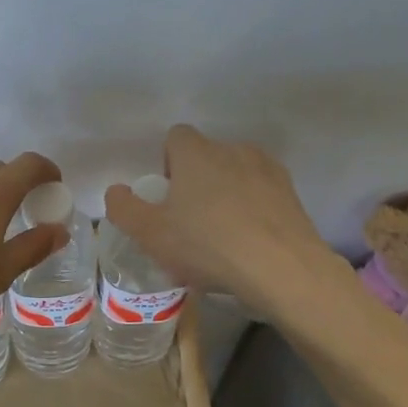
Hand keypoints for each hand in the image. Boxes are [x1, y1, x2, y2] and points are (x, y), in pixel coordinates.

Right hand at [103, 125, 329, 312]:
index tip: (168, 198)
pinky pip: (262, 191)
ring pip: (236, 173)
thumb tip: (116, 191)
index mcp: (196, 153)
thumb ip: (124, 208)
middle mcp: (232, 149)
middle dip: (197, 181)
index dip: (167, 164)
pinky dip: (254, 207)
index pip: (175, 137)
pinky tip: (251, 241)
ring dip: (227, 193)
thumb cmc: (207, 246)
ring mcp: (267, 168)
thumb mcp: (150, 234)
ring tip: (225, 234)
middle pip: (206, 156)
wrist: (283, 269)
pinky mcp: (291, 192)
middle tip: (191, 222)